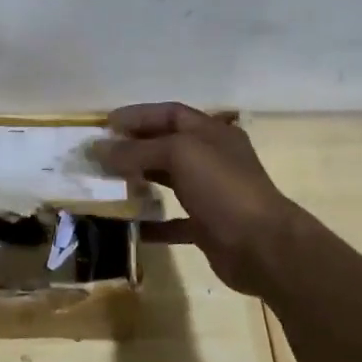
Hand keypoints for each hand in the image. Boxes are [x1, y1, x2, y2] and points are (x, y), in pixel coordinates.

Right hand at [90, 103, 302, 296]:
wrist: (263, 247)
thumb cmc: (223, 189)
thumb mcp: (180, 156)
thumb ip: (138, 150)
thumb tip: (98, 149)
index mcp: (211, 133)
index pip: (170, 114)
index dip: (138, 115)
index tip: (106, 125)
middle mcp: (212, 159)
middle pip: (167, 146)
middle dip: (134, 147)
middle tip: (100, 155)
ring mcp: (211, 194)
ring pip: (169, 181)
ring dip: (140, 181)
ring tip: (108, 184)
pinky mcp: (208, 227)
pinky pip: (174, 221)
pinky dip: (152, 223)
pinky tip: (128, 226)